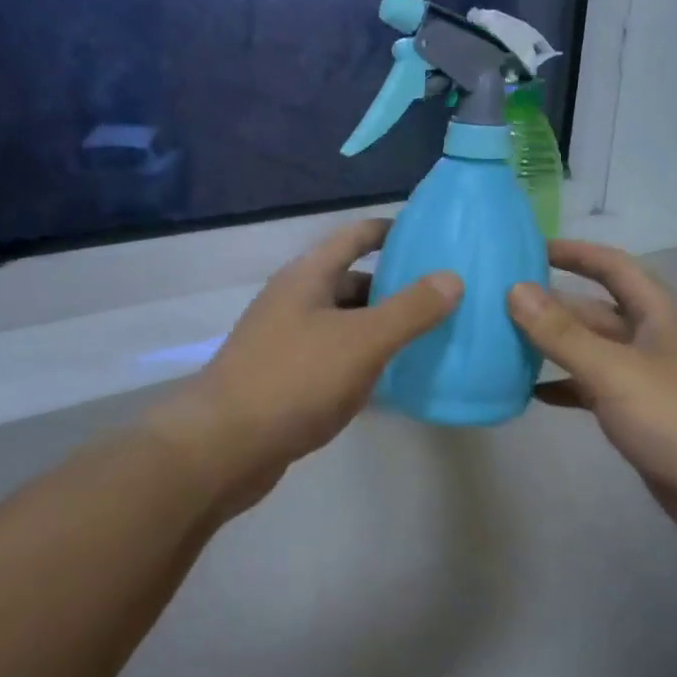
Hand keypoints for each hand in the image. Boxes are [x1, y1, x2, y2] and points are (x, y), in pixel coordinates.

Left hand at [150, 219, 461, 522]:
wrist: (224, 446)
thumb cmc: (295, 379)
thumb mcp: (362, 340)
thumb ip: (410, 309)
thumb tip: (452, 277)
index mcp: (307, 277)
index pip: (354, 237)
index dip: (389, 230)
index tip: (428, 235)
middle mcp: (294, 302)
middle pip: (350, 282)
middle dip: (393, 287)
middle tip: (441, 297)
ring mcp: (285, 342)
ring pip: (343, 324)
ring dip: (378, 328)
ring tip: (426, 338)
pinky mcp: (284, 380)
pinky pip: (333, 359)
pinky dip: (361, 362)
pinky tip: (390, 381)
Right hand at [508, 241, 676, 556]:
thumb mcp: (614, 370)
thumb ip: (562, 333)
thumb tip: (515, 290)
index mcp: (657, 314)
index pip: (613, 267)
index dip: (575, 253)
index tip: (530, 249)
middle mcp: (651, 339)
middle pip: (595, 311)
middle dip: (552, 304)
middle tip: (500, 301)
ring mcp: (644, 378)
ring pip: (590, 351)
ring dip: (553, 345)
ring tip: (504, 341)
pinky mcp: (637, 414)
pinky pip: (591, 389)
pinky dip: (564, 386)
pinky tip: (529, 391)